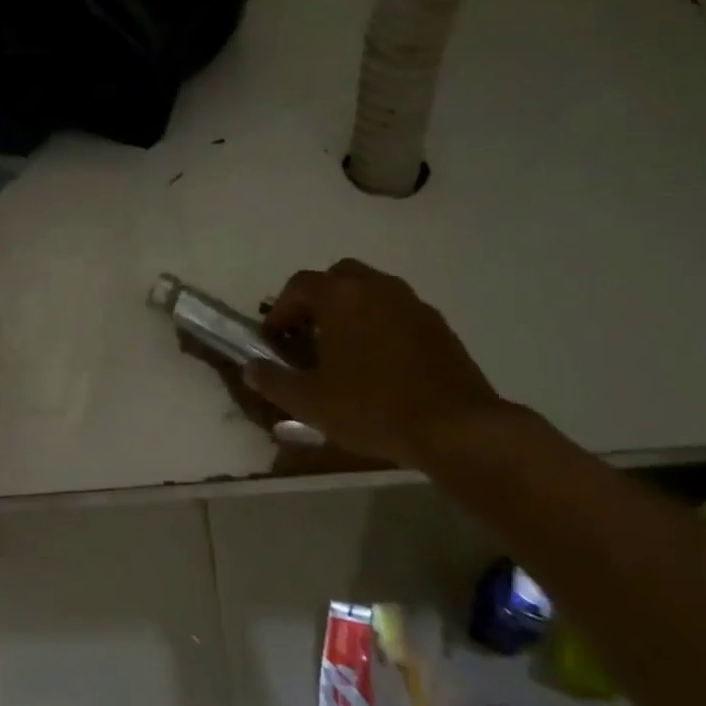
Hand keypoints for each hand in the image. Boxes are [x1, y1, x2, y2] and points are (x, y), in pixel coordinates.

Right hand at [245, 259, 507, 467]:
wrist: (455, 427)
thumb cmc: (372, 408)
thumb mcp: (310, 402)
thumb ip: (273, 381)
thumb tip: (251, 369)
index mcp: (341, 296)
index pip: (299, 286)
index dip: (280, 310)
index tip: (275, 340)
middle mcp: (377, 287)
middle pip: (337, 277)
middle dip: (317, 301)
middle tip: (308, 335)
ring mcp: (412, 303)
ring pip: (371, 291)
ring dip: (350, 310)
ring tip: (342, 350)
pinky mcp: (438, 325)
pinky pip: (397, 312)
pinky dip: (380, 325)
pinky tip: (379, 363)